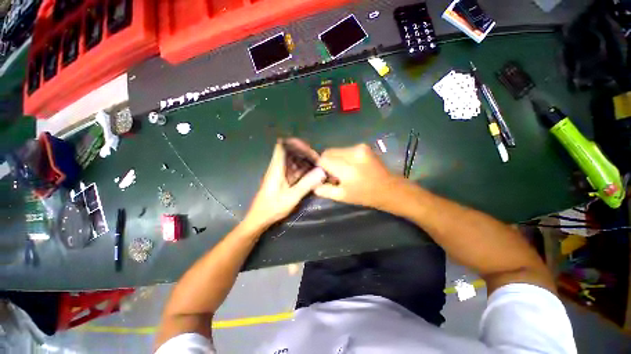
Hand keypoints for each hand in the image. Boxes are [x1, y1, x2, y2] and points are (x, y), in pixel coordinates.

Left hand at [244, 140, 326, 229]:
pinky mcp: (281, 180)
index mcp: (276, 168)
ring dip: (303, 161)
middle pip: (289, 153)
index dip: (293, 142)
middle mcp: (277, 168)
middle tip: (317, 157)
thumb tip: (321, 171)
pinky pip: (292, 170)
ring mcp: (279, 174)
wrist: (259, 219)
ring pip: (292, 162)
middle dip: (302, 152)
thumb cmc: (273, 208)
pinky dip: (301, 170)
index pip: (281, 147)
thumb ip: (306, 184)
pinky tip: (311, 173)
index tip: (307, 145)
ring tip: (317, 164)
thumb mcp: (292, 197)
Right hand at [315, 144, 402, 208]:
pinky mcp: (363, 146)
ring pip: (336, 150)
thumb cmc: (365, 195)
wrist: (389, 188)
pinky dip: (343, 157)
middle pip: (328, 152)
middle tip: (333, 174)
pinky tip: (350, 166)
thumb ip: (324, 189)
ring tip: (343, 171)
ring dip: (335, 159)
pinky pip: (345, 149)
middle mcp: (352, 154)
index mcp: (347, 169)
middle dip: (326, 162)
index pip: (323, 160)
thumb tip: (313, 183)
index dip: (320, 167)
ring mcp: (359, 148)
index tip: (324, 175)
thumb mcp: (342, 196)